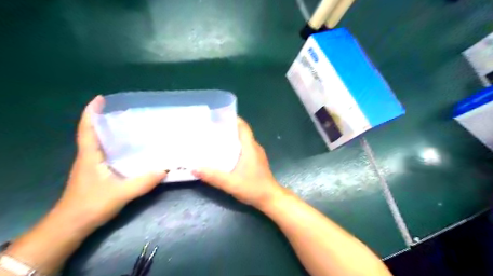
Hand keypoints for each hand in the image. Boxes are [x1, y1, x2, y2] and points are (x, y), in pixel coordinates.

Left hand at [54, 96, 166, 231]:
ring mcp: (91, 166)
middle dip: (106, 119)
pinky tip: (131, 150)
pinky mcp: (96, 174)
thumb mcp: (120, 193)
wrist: (72, 226)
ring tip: (131, 127)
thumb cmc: (91, 206)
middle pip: (94, 133)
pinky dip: (116, 147)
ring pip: (100, 144)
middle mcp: (89, 157)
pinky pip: (106, 154)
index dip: (91, 112)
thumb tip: (166, 169)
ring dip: (111, 133)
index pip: (87, 129)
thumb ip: (143, 182)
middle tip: (126, 112)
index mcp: (89, 156)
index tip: (100, 98)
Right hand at [191, 117, 286, 209]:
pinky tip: (224, 154)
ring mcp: (256, 154)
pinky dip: (234, 147)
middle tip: (211, 129)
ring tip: (214, 140)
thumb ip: (213, 176)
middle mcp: (254, 147)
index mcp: (250, 147)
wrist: (270, 198)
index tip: (219, 116)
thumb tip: (194, 168)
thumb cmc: (253, 188)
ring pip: (243, 141)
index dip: (233, 119)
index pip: (243, 127)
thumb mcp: (230, 183)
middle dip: (228, 128)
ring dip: (231, 138)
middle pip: (241, 132)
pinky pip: (244, 149)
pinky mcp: (256, 161)